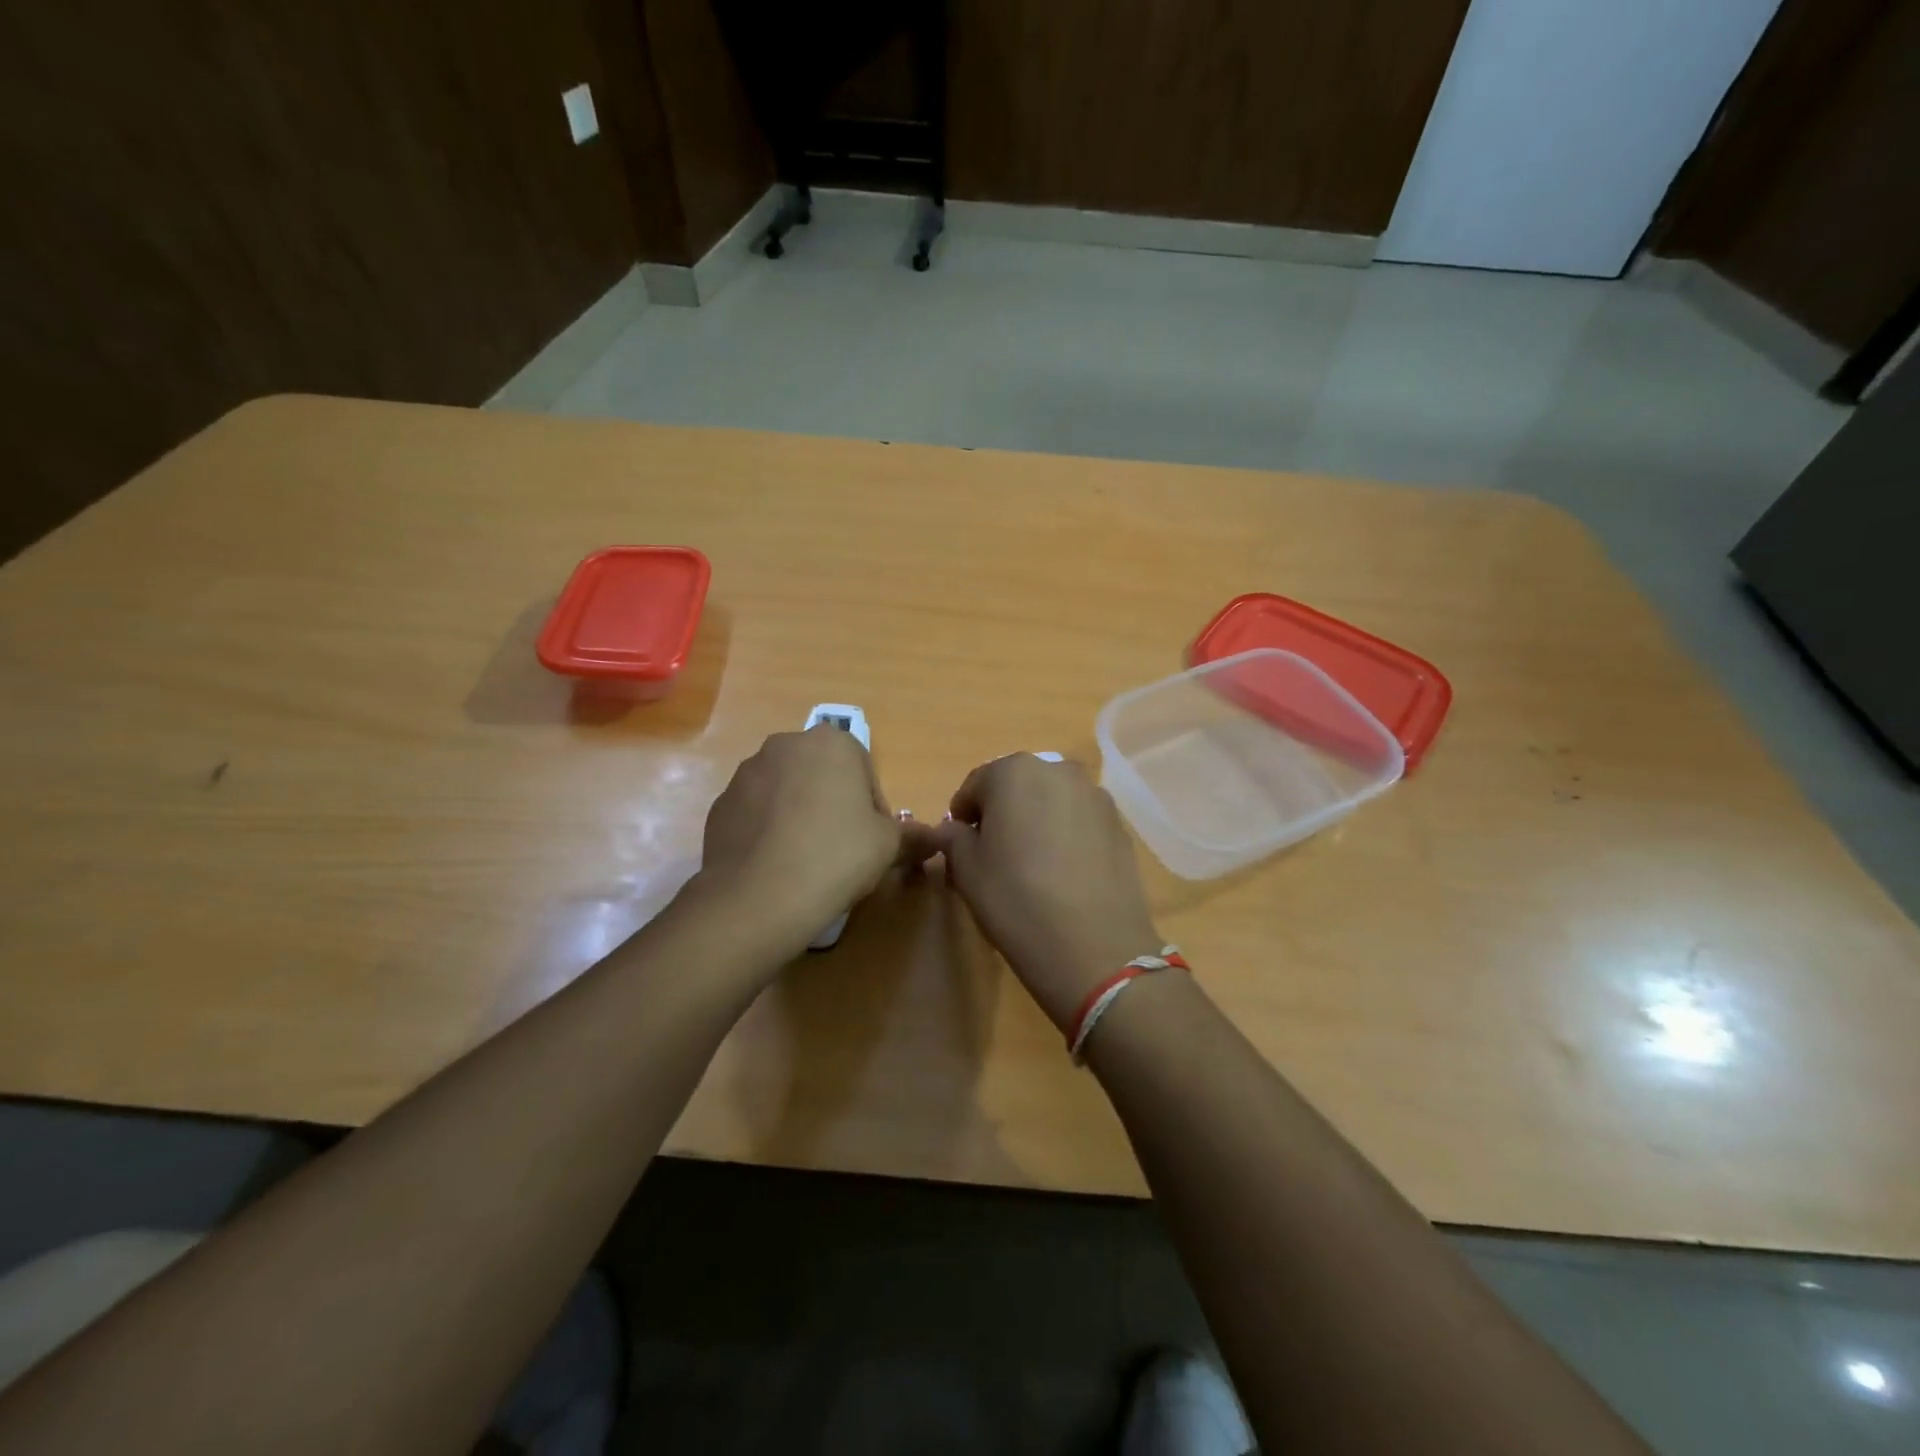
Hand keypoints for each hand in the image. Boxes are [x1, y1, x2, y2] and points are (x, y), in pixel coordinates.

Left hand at [699, 728, 935, 945]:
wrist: (758, 896)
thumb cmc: (837, 856)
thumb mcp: (889, 846)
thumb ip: (915, 836)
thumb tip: (936, 839)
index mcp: (832, 743)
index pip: (864, 773)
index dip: (872, 810)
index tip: (870, 843)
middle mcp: (785, 745)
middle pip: (823, 777)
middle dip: (834, 807)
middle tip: (841, 851)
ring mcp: (746, 773)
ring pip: (787, 793)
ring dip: (800, 816)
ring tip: (806, 862)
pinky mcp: (720, 804)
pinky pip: (756, 814)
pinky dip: (769, 832)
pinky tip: (776, 866)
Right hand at [933, 754, 1162, 1028]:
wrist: (1093, 946)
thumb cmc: (1016, 899)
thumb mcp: (966, 870)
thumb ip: (953, 838)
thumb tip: (955, 830)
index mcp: (1013, 771)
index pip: (976, 785)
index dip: (963, 815)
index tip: (960, 846)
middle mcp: (1058, 770)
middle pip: (1018, 786)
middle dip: (1003, 813)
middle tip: (995, 854)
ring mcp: (1095, 796)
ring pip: (1052, 801)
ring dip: (1037, 821)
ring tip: (1033, 865)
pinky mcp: (1120, 825)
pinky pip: (1080, 821)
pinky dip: (1067, 835)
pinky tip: (1063, 873)